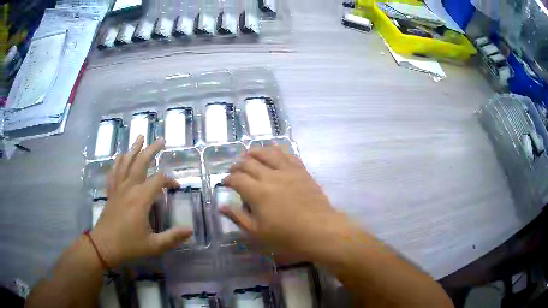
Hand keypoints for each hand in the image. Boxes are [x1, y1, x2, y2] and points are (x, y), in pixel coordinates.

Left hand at [91, 136, 191, 266]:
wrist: (103, 247)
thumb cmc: (128, 246)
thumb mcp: (154, 246)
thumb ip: (173, 237)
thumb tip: (190, 230)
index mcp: (140, 199)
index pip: (159, 180)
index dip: (170, 180)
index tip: (177, 187)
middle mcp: (129, 188)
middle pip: (140, 163)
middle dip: (151, 150)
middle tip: (161, 139)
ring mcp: (118, 189)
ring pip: (125, 163)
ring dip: (133, 149)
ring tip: (140, 137)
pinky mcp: (111, 193)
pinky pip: (114, 173)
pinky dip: (117, 162)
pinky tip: (120, 156)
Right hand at [222, 146, 346, 258]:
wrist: (320, 231)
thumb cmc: (287, 237)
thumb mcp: (257, 233)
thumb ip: (238, 217)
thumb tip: (222, 205)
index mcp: (257, 192)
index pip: (237, 179)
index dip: (228, 179)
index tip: (225, 182)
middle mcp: (271, 176)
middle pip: (249, 163)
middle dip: (238, 165)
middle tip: (234, 169)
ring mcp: (288, 171)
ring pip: (268, 153)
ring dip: (256, 152)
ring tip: (249, 153)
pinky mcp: (301, 171)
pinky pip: (288, 155)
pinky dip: (278, 149)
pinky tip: (274, 148)